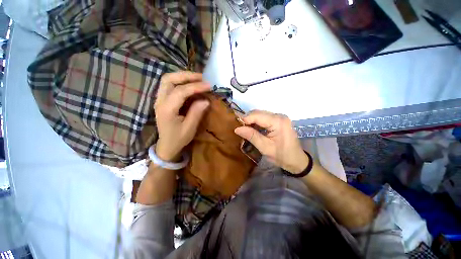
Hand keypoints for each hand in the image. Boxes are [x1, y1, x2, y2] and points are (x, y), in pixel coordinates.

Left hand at [154, 72, 210, 161]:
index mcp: (167, 110)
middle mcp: (160, 101)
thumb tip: (206, 100)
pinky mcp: (162, 100)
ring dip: (182, 76)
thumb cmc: (178, 139)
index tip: (209, 86)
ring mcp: (159, 100)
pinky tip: (189, 84)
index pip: (181, 91)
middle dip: (186, 76)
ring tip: (197, 78)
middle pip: (169, 79)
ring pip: (167, 79)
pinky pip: (168, 85)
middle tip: (201, 77)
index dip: (196, 86)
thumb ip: (196, 112)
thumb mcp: (190, 128)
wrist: (166, 145)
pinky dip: (179, 81)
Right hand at [234, 110, 308, 173]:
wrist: (297, 160)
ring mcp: (280, 117)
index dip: (245, 119)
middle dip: (247, 120)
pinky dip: (257, 123)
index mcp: (278, 121)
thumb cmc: (282, 156)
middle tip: (240, 129)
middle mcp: (279, 116)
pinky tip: (254, 130)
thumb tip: (237, 128)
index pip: (257, 115)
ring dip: (251, 121)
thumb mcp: (265, 148)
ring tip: (246, 130)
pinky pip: (264, 118)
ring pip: (260, 114)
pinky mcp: (279, 120)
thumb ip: (251, 136)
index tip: (236, 127)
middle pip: (258, 113)